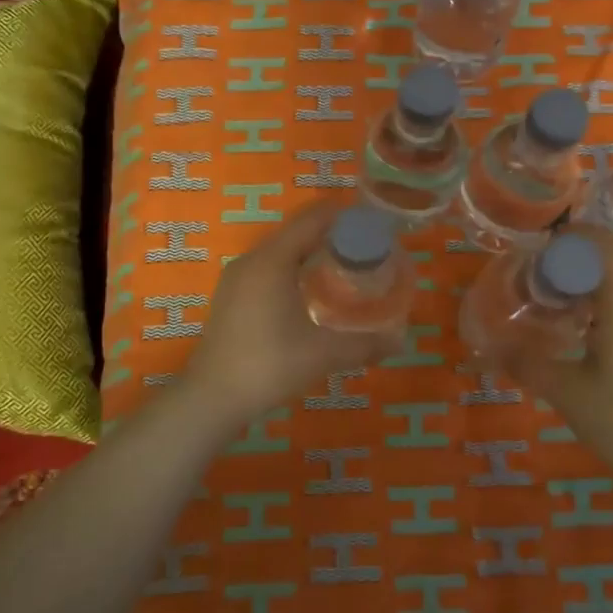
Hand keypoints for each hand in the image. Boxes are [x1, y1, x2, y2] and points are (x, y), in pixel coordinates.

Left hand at [181, 199, 400, 430]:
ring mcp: (237, 278)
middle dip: (332, 235)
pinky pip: (268, 268)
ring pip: (281, 251)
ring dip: (311, 252)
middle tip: (367, 248)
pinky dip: (293, 269)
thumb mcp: (323, 354)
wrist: (212, 397)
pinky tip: (311, 292)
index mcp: (273, 260)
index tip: (373, 222)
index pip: (312, 219)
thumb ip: (364, 345)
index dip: (343, 215)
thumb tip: (401, 342)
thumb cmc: (269, 365)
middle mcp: (252, 260)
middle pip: (297, 232)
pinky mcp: (231, 296)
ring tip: (345, 267)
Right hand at [497, 225, 612, 489]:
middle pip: (609, 263)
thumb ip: (526, 363)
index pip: (608, 244)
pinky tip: (571, 335)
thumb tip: (487, 348)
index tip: (542, 246)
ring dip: (582, 287)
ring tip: (545, 306)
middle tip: (532, 280)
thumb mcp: (566, 392)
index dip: (577, 235)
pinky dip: (595, 308)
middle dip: (570, 263)